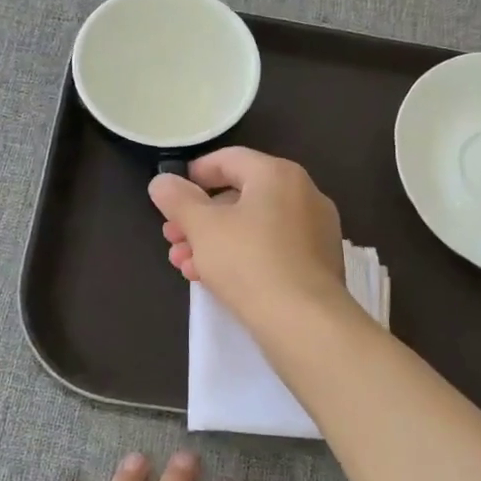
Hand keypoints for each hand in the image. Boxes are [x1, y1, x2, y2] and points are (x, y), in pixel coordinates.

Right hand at [148, 148, 346, 331]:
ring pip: (254, 226)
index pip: (230, 159)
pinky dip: (242, 255)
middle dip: (200, 217)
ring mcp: (316, 230)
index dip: (196, 173)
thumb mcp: (202, 228)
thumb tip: (162, 181)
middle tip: (172, 237)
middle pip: (241, 196)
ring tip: (185, 264)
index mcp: (278, 174)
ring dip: (215, 241)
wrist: (305, 322)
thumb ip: (178, 200)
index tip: (171, 193)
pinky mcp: (319, 263)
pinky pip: (273, 248)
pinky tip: (214, 279)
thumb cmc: (249, 262)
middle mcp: (303, 194)